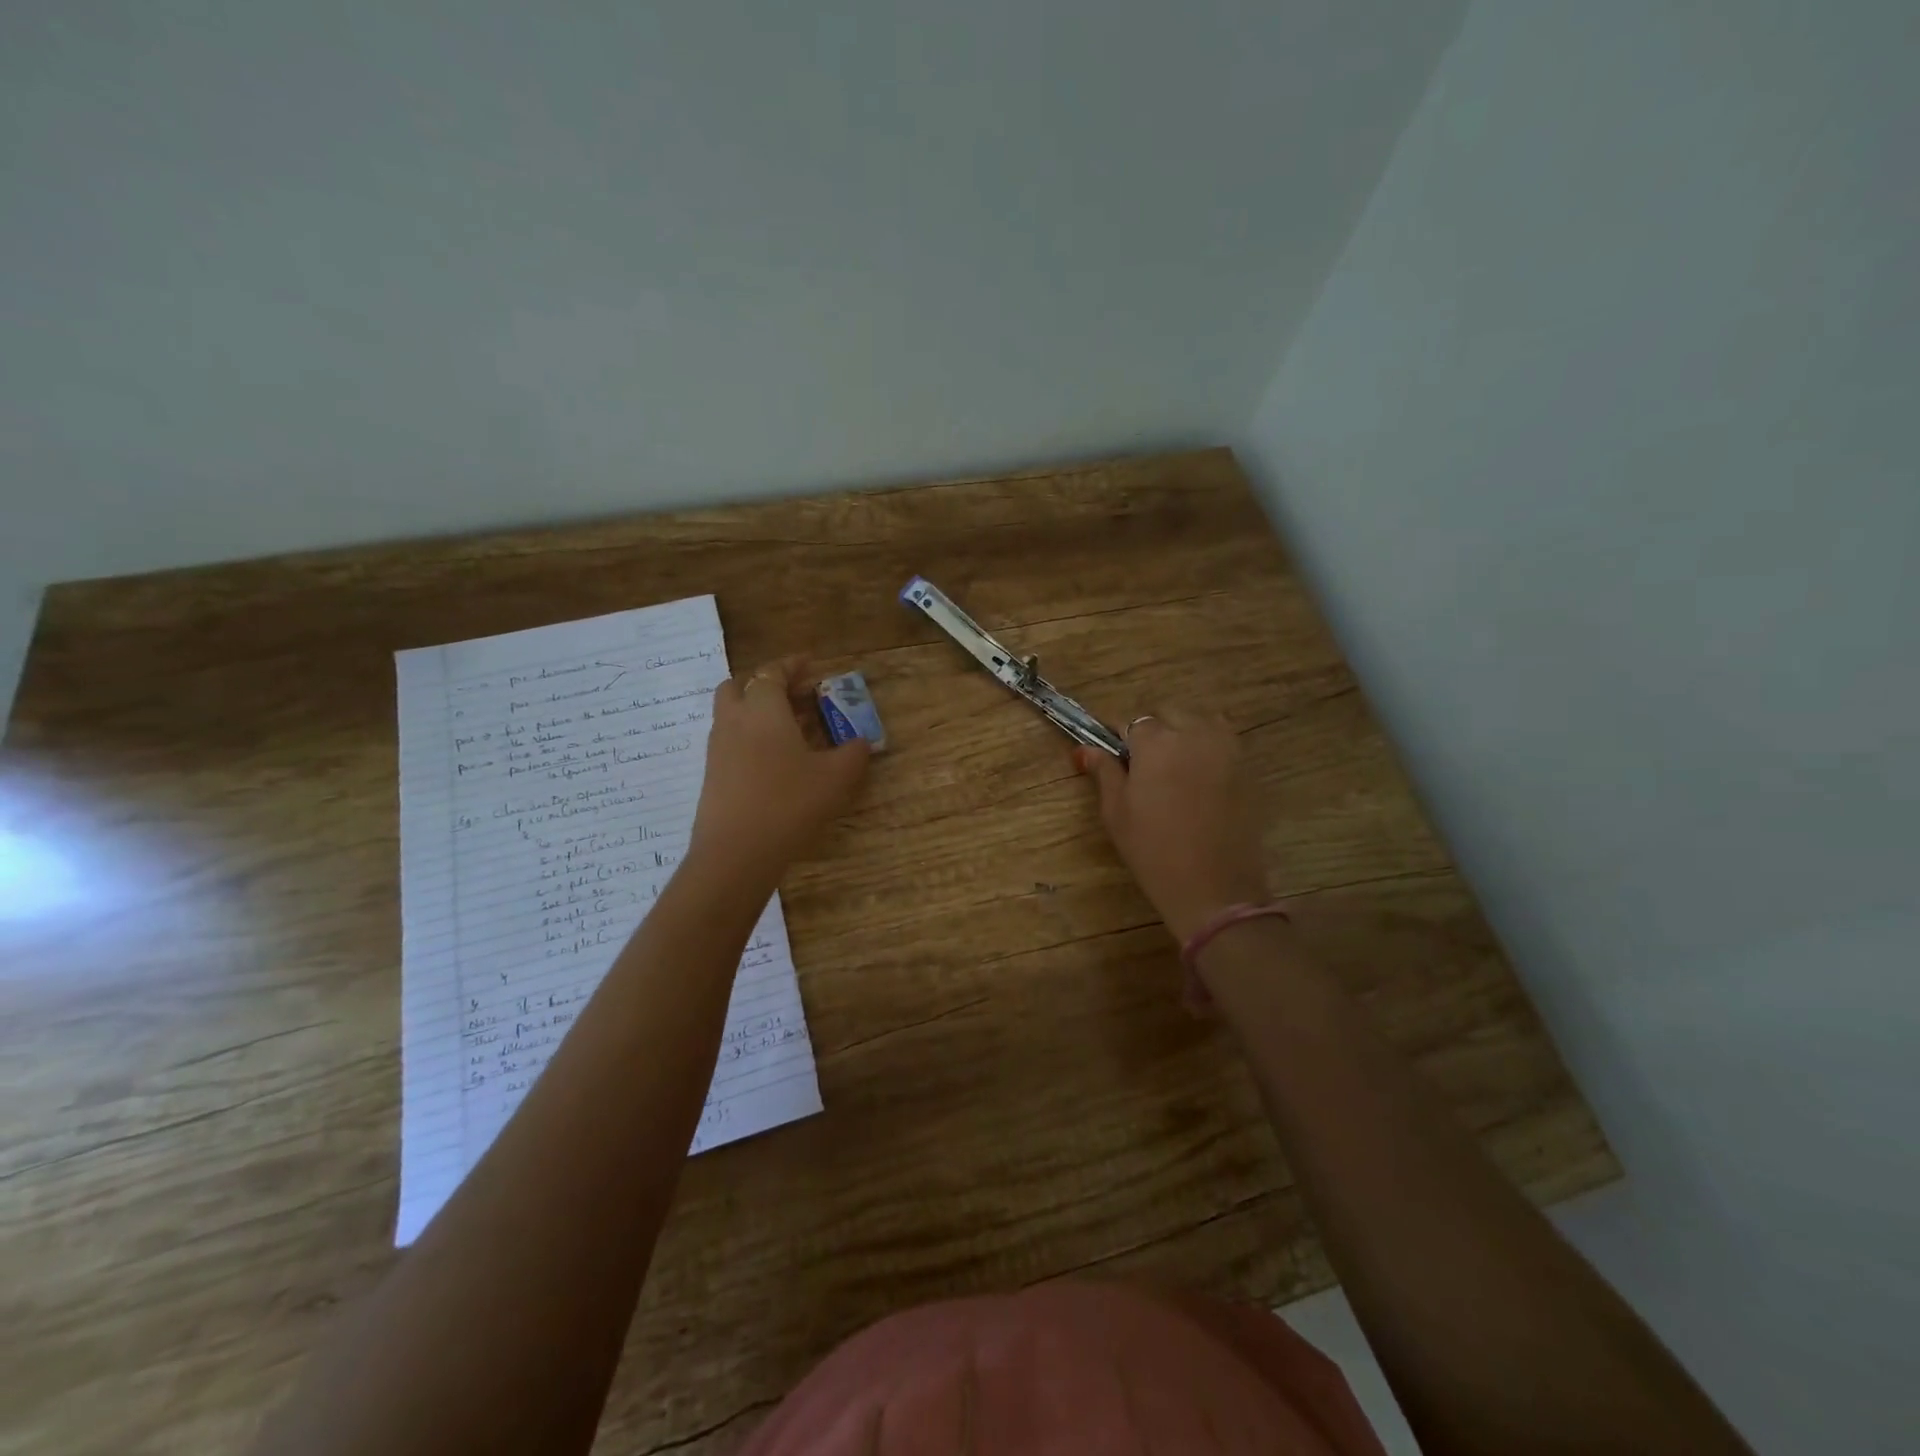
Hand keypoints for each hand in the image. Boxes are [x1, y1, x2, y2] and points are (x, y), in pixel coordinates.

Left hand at [688, 656, 870, 885]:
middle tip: (797, 697)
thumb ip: (853, 753)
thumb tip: (862, 742)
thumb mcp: (835, 777)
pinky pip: (731, 740)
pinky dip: (751, 736)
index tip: (810, 663)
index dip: (792, 665)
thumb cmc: (789, 802)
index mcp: (763, 709)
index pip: (773, 672)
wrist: (736, 852)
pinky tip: (775, 760)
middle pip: (740, 686)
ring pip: (733, 714)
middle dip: (766, 684)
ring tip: (791, 729)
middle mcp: (734, 720)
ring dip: (757, 711)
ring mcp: (718, 748)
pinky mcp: (712, 774)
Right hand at [1076, 712, 1269, 941]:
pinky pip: (1223, 741)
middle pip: (1167, 715)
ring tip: (1173, 769)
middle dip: (1152, 731)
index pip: (1129, 722)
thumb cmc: (1154, 851)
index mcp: (1155, 741)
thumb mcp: (1117, 812)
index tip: (1112, 755)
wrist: (1215, 888)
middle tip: (1142, 767)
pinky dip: (1209, 748)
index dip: (1117, 738)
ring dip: (1183, 734)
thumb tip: (1084, 749)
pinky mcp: (1247, 767)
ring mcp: (1226, 748)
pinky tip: (1199, 779)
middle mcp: (1193, 732)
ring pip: (1199, 722)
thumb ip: (1104, 772)